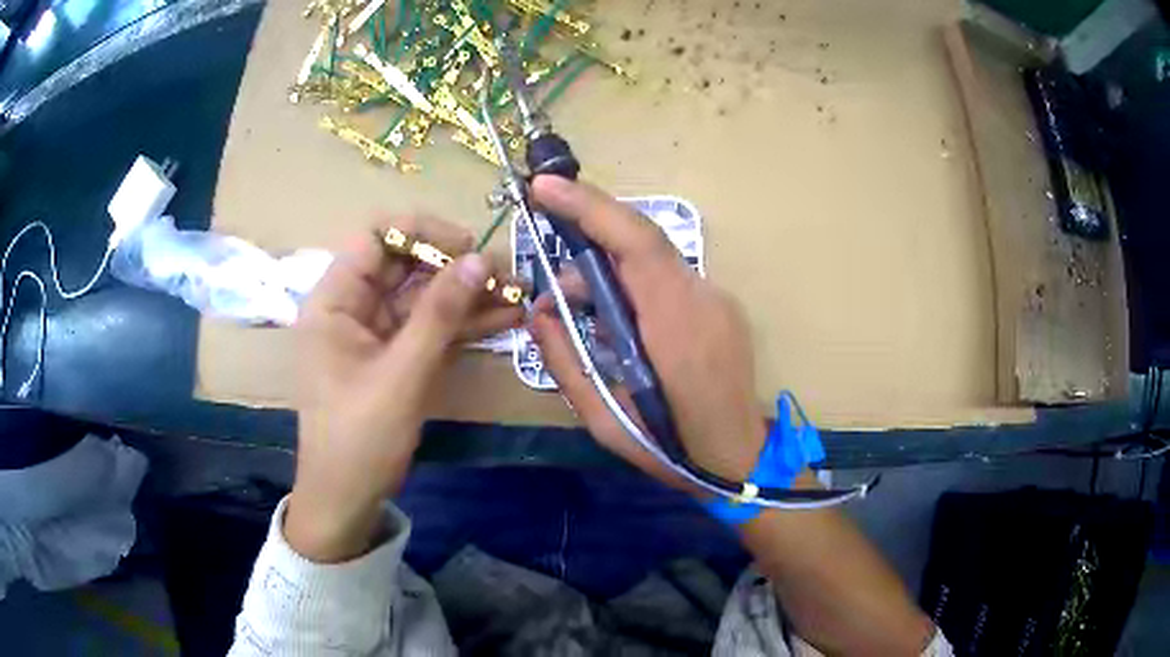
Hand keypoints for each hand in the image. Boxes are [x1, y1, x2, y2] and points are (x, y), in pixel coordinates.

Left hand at [287, 215, 522, 561]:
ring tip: (518, 293)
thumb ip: (440, 315)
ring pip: (424, 297)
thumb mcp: (401, 375)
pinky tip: (504, 319)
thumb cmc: (359, 439)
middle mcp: (352, 307)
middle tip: (506, 274)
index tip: (467, 247)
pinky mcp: (396, 356)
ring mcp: (376, 332)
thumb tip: (481, 259)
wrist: (347, 499)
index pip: (374, 237)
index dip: (420, 232)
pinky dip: (463, 324)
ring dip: (468, 296)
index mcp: (334, 300)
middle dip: (456, 266)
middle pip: (405, 265)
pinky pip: (430, 328)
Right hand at [528, 176, 767, 491]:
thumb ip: (565, 363)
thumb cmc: (672, 450)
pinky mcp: (723, 306)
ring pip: (654, 260)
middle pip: (642, 242)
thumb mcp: (605, 421)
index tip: (546, 187)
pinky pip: (669, 279)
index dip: (590, 206)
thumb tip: (537, 314)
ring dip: (609, 271)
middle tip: (552, 281)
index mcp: (676, 328)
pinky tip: (619, 321)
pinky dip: (634, 283)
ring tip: (579, 310)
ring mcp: (719, 300)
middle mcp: (703, 299)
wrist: (742, 462)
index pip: (636, 244)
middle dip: (588, 238)